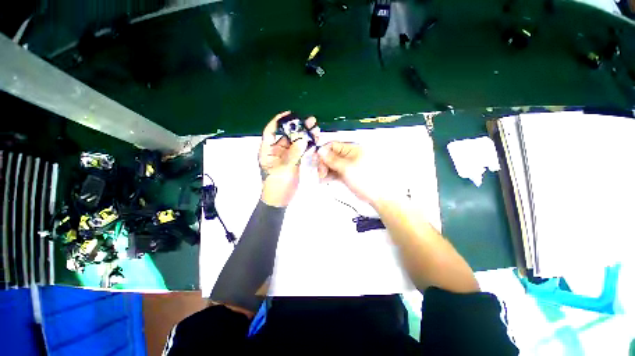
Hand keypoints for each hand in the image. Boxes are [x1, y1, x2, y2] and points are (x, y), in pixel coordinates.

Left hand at [259, 111, 318, 206]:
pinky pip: (300, 150)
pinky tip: (315, 140)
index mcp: (268, 151)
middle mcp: (276, 150)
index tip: (290, 114)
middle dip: (298, 127)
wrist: (280, 199)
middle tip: (310, 121)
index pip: (271, 131)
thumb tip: (303, 139)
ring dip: (305, 135)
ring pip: (295, 142)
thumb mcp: (284, 169)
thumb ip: (294, 154)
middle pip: (287, 135)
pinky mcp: (294, 161)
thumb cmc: (277, 185)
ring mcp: (286, 155)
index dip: (278, 121)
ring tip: (316, 128)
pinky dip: (307, 145)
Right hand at [316, 141, 386, 205]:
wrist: (376, 195)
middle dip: (324, 163)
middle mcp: (349, 156)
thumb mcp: (346, 168)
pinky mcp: (347, 174)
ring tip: (321, 178)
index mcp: (351, 149)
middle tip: (320, 172)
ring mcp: (347, 165)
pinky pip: (335, 172)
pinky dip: (329, 175)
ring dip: (325, 170)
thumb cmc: (365, 179)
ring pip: (332, 165)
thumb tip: (321, 150)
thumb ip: (332, 159)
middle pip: (331, 155)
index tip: (316, 160)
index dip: (323, 152)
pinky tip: (324, 180)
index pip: (333, 145)